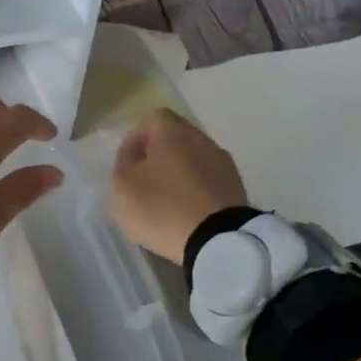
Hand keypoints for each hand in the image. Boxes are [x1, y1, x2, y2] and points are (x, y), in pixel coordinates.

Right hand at [111, 109, 248, 264]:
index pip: (152, 119)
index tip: (126, 163)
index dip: (136, 138)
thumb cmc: (162, 206)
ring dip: (178, 176)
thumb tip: (134, 153)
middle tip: (143, 183)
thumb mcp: (123, 184)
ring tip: (164, 202)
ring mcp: (224, 164)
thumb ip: (124, 162)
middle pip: (175, 140)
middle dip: (158, 157)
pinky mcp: (237, 189)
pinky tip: (186, 214)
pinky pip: (208, 183)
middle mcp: (202, 139)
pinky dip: (195, 193)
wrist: (218, 240)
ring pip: (193, 161)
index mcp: (173, 131)